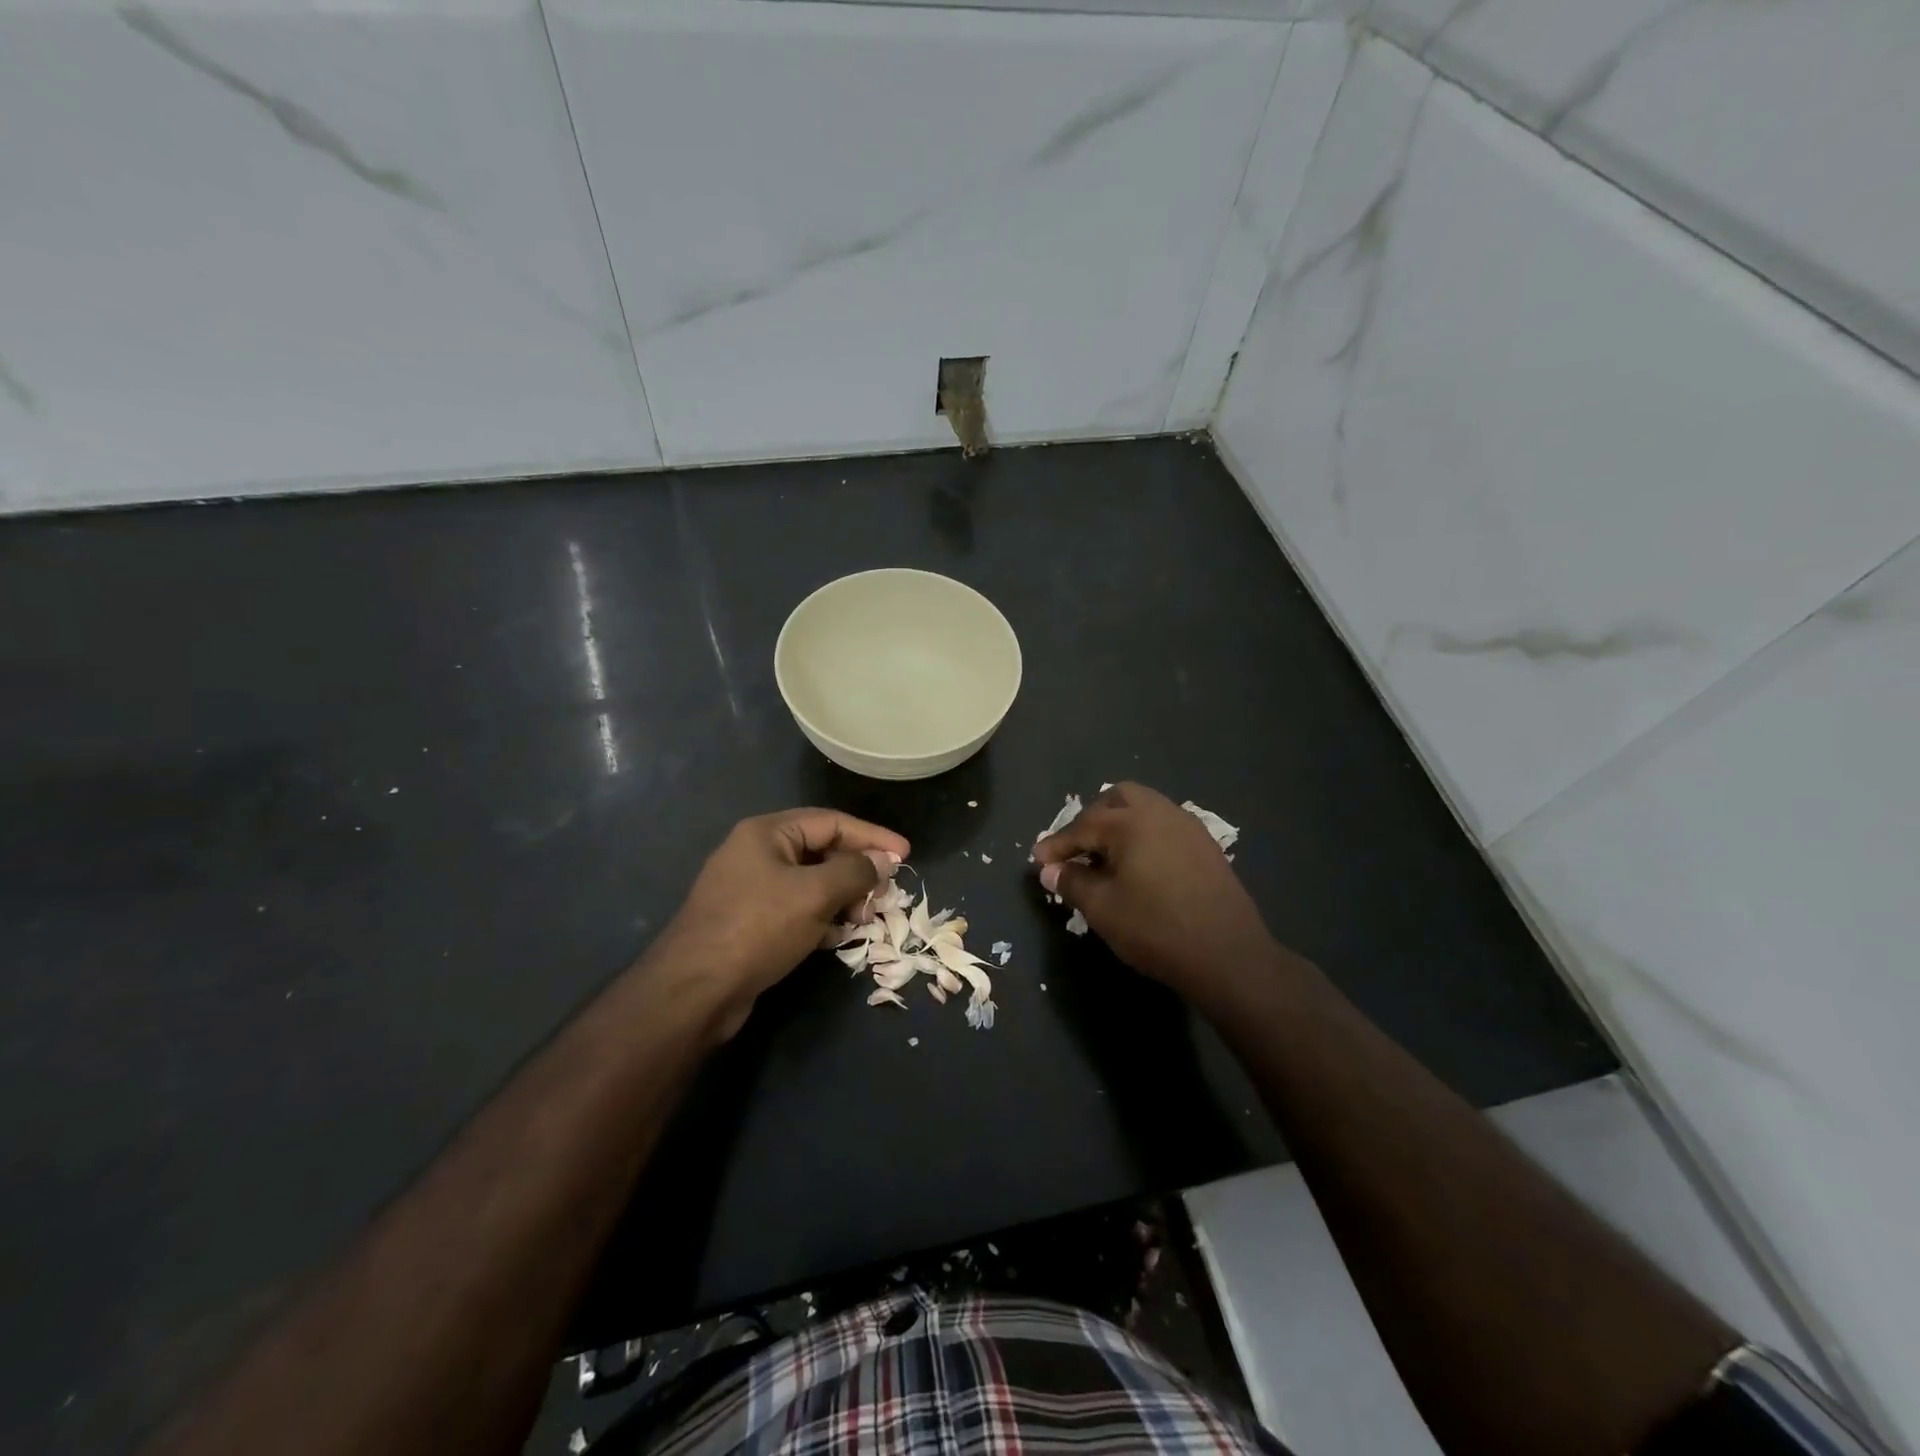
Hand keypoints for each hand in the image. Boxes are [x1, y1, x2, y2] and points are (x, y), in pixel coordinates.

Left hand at [651, 808, 910, 1039]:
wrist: (695, 990)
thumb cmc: (758, 928)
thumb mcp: (814, 893)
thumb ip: (855, 871)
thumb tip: (884, 860)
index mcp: (767, 833)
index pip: (831, 822)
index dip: (872, 836)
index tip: (906, 855)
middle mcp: (757, 853)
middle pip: (822, 851)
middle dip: (857, 873)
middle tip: (884, 896)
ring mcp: (750, 889)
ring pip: (811, 884)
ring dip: (842, 899)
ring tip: (862, 921)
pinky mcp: (750, 922)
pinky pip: (796, 909)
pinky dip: (820, 919)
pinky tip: (835, 939)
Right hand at [1033, 783, 1273, 1008]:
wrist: (1228, 955)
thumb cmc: (1156, 928)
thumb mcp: (1103, 908)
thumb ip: (1072, 882)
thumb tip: (1050, 870)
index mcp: (1131, 822)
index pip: (1082, 826)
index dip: (1056, 845)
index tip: (1038, 860)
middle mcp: (1160, 812)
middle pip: (1117, 799)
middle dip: (1091, 819)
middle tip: (1076, 849)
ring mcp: (1188, 826)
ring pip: (1145, 808)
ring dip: (1120, 825)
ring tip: (1105, 857)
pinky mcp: (1206, 846)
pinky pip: (1165, 826)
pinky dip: (1144, 836)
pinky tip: (1139, 866)